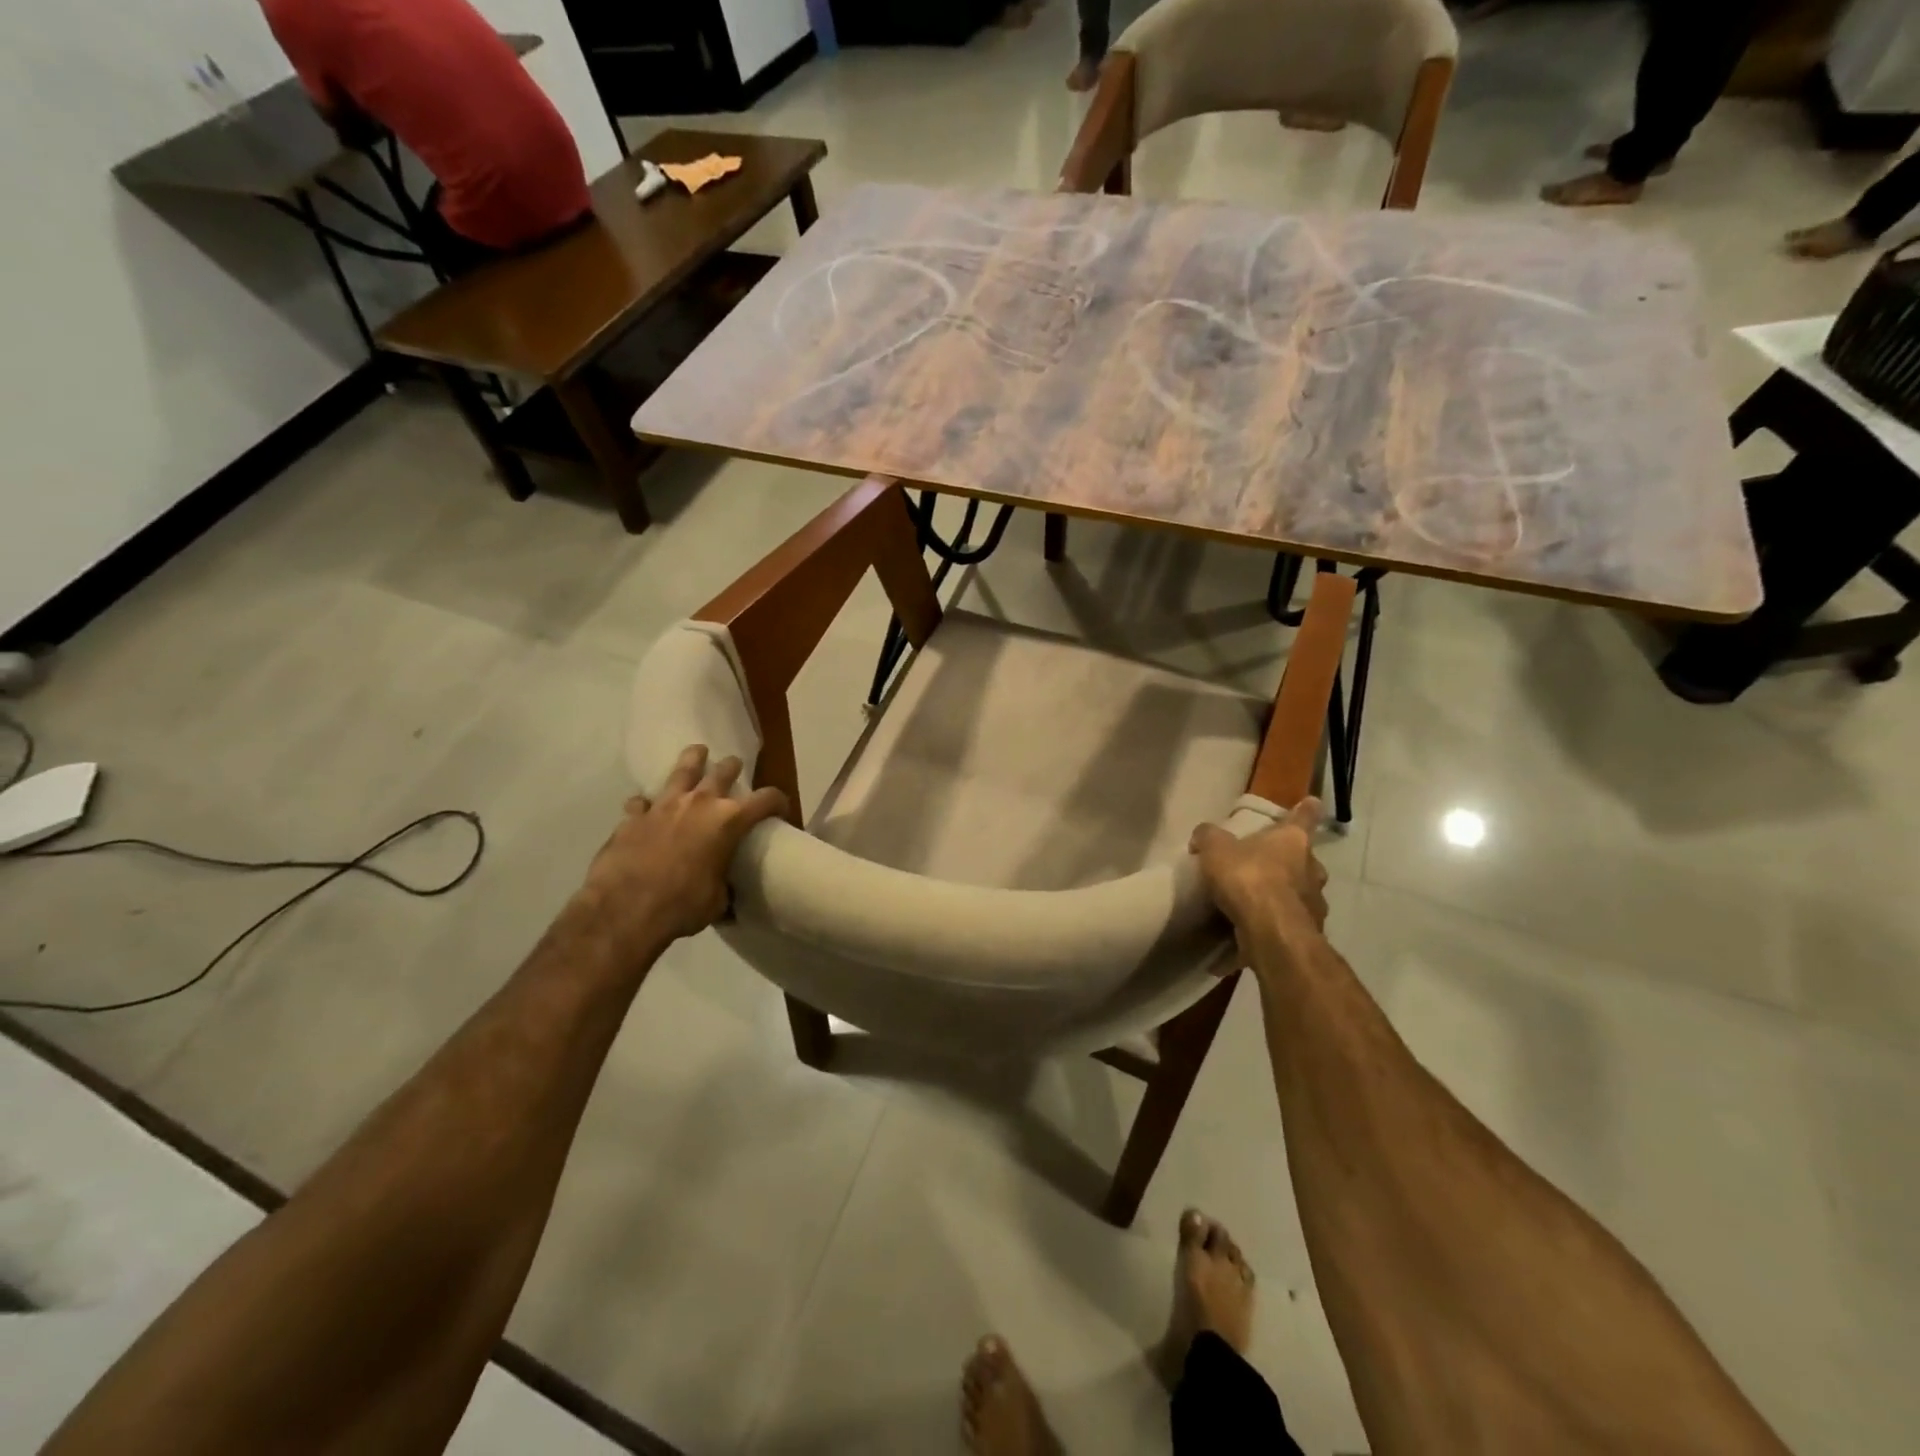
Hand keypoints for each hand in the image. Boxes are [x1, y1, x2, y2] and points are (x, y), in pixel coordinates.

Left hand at [570, 745, 788, 962]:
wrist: (625, 910)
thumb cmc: (682, 905)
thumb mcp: (716, 901)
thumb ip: (724, 887)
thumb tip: (726, 895)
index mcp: (729, 821)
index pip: (766, 799)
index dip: (778, 801)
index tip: (781, 809)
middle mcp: (699, 804)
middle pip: (723, 772)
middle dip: (733, 768)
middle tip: (735, 767)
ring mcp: (663, 806)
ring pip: (682, 771)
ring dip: (692, 761)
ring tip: (697, 752)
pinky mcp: (633, 817)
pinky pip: (642, 802)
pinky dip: (646, 804)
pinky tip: (645, 807)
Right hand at [1189, 798, 1329, 951]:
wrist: (1271, 930)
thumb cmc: (1248, 877)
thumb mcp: (1215, 849)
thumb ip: (1208, 837)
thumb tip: (1203, 835)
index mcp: (1293, 839)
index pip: (1305, 817)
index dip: (1306, 809)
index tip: (1311, 803)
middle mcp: (1312, 867)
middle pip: (1305, 858)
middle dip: (1291, 861)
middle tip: (1268, 865)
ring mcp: (1316, 901)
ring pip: (1303, 890)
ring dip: (1288, 893)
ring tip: (1262, 900)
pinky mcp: (1311, 930)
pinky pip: (1294, 919)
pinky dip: (1281, 919)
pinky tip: (1262, 925)